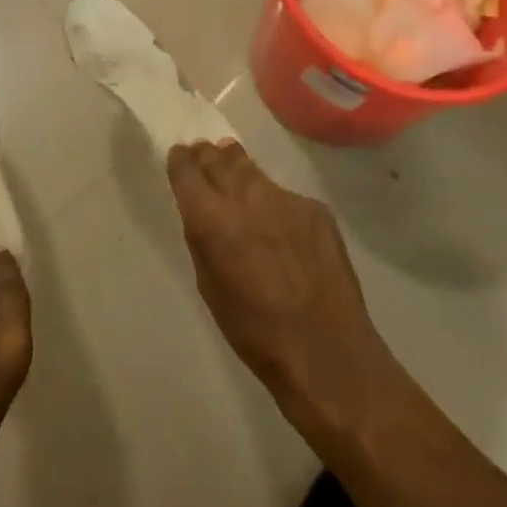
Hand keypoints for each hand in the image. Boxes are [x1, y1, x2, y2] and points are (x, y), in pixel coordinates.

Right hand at [167, 141, 402, 436]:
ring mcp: (283, 197)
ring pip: (251, 169)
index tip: (180, 160)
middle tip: (204, 160)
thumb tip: (201, 214)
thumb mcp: (209, 286)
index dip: (180, 161)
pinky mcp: (314, 207)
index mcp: (210, 217)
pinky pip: (284, 195)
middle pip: (217, 157)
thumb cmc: (255, 330)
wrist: (326, 349)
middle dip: (207, 157)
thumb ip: (201, 240)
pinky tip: (280, 227)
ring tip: (235, 174)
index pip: (186, 167)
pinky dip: (274, 203)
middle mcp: (244, 195)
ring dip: (238, 168)